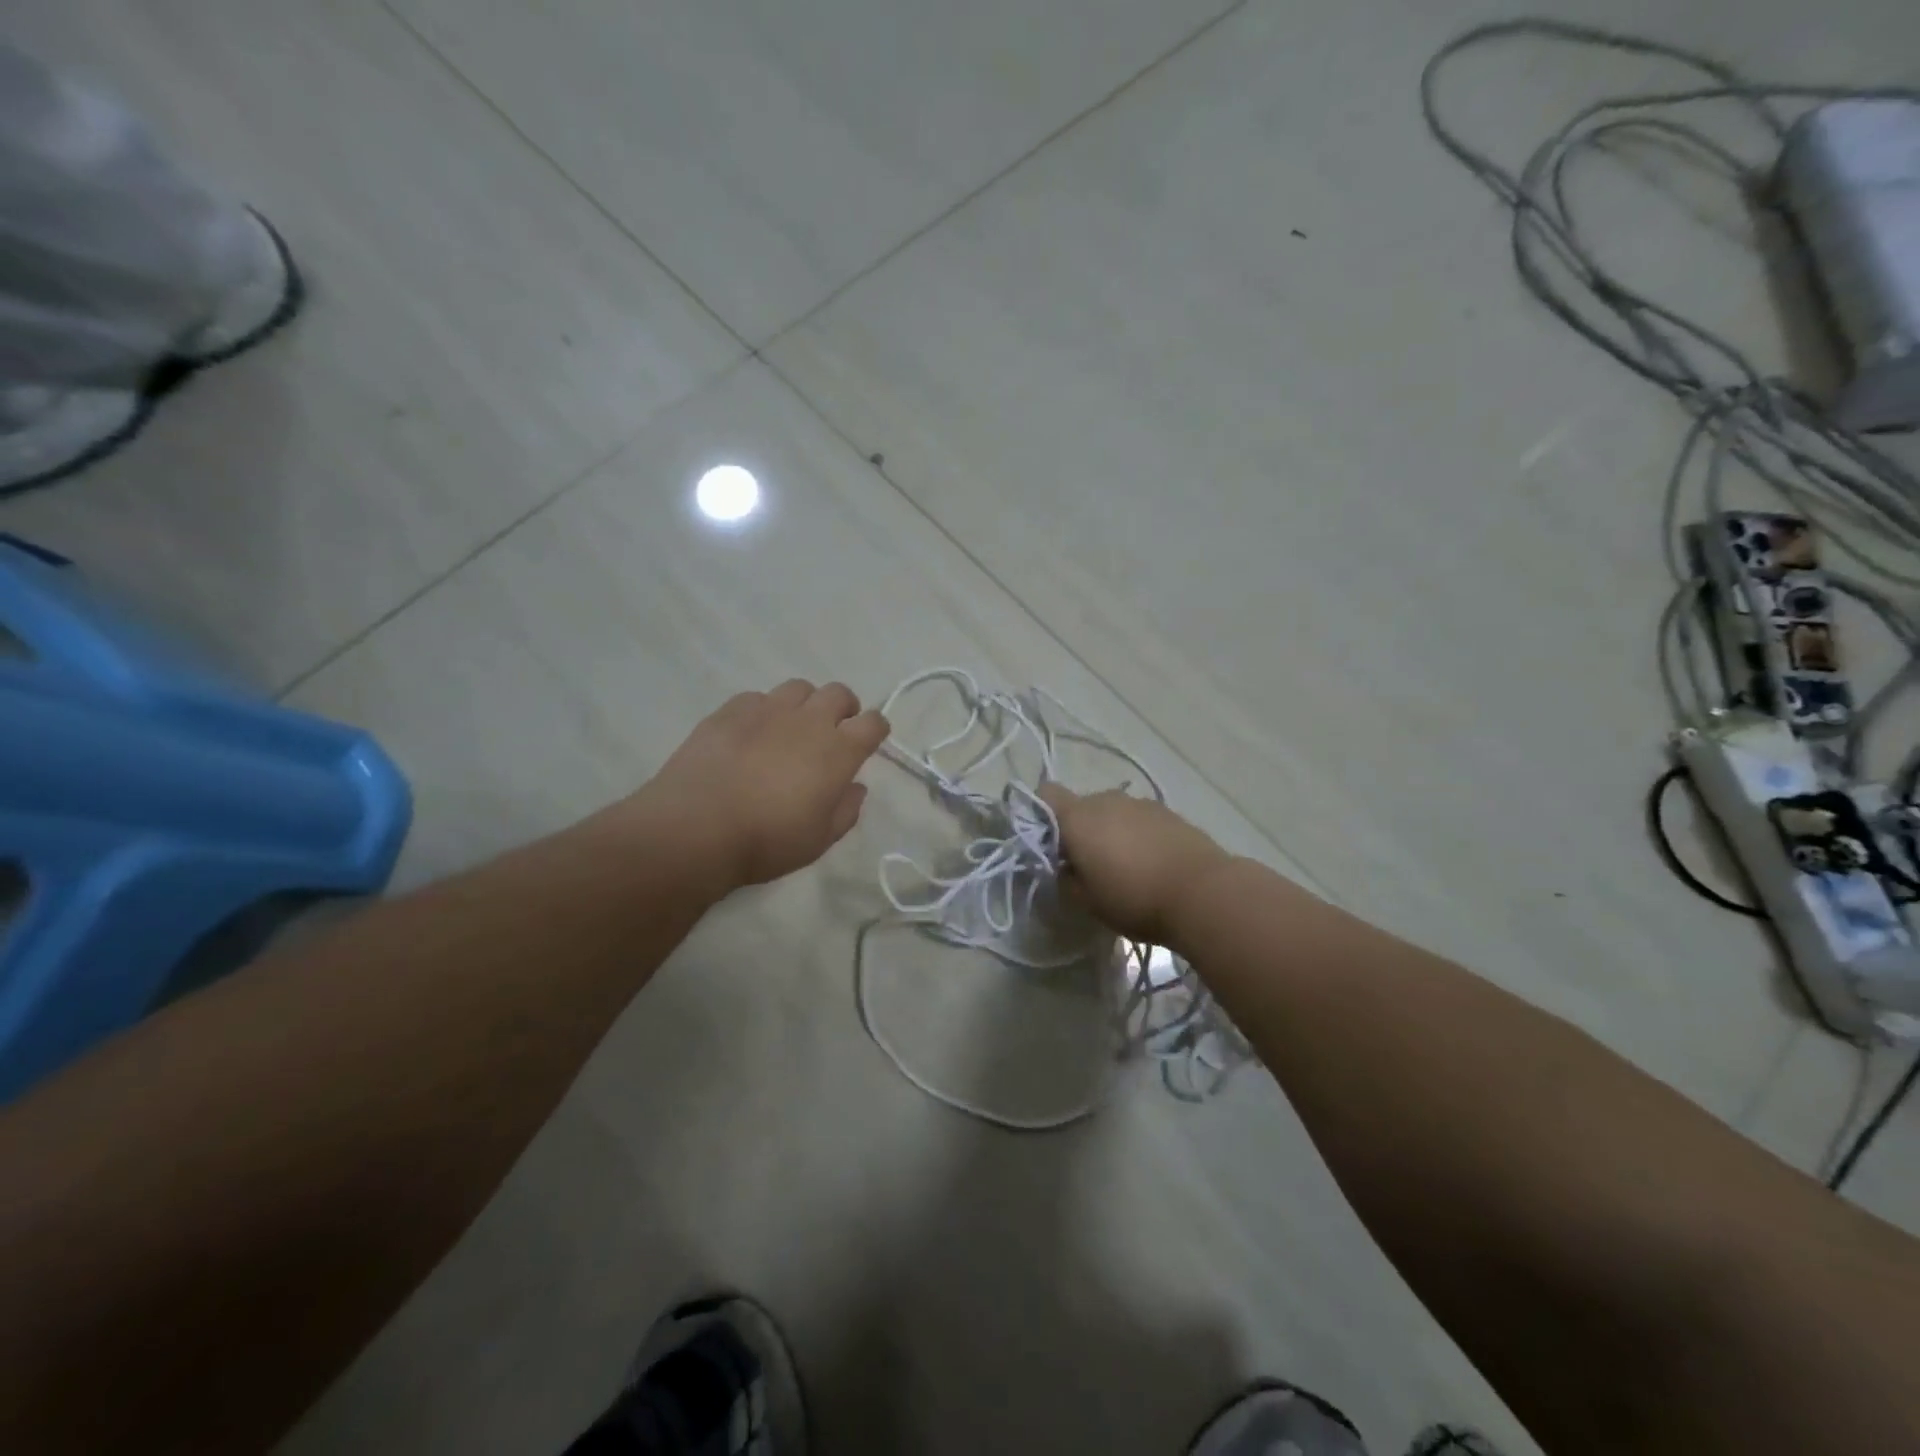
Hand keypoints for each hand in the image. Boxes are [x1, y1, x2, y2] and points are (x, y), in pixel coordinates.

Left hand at [636, 680, 889, 891]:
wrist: (696, 827)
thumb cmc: (767, 840)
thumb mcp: (819, 840)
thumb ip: (846, 810)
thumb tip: (855, 787)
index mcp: (838, 751)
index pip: (873, 723)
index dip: (875, 730)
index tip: (869, 742)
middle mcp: (809, 720)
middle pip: (839, 693)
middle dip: (844, 708)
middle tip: (832, 732)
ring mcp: (768, 710)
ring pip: (799, 688)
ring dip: (805, 704)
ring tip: (791, 728)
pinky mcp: (730, 710)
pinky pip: (758, 698)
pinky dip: (764, 711)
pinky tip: (752, 734)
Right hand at [1038, 784, 1231, 945]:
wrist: (1202, 893)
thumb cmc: (1133, 898)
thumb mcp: (1086, 901)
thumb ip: (1066, 879)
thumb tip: (1065, 867)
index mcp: (1078, 817)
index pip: (1045, 795)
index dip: (1040, 814)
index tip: (1049, 844)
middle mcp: (1107, 800)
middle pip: (1081, 806)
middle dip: (1080, 830)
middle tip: (1087, 866)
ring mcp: (1141, 803)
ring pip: (1113, 812)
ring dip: (1111, 832)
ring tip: (1125, 868)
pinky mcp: (1169, 812)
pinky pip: (1140, 820)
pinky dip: (1138, 835)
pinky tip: (1151, 864)